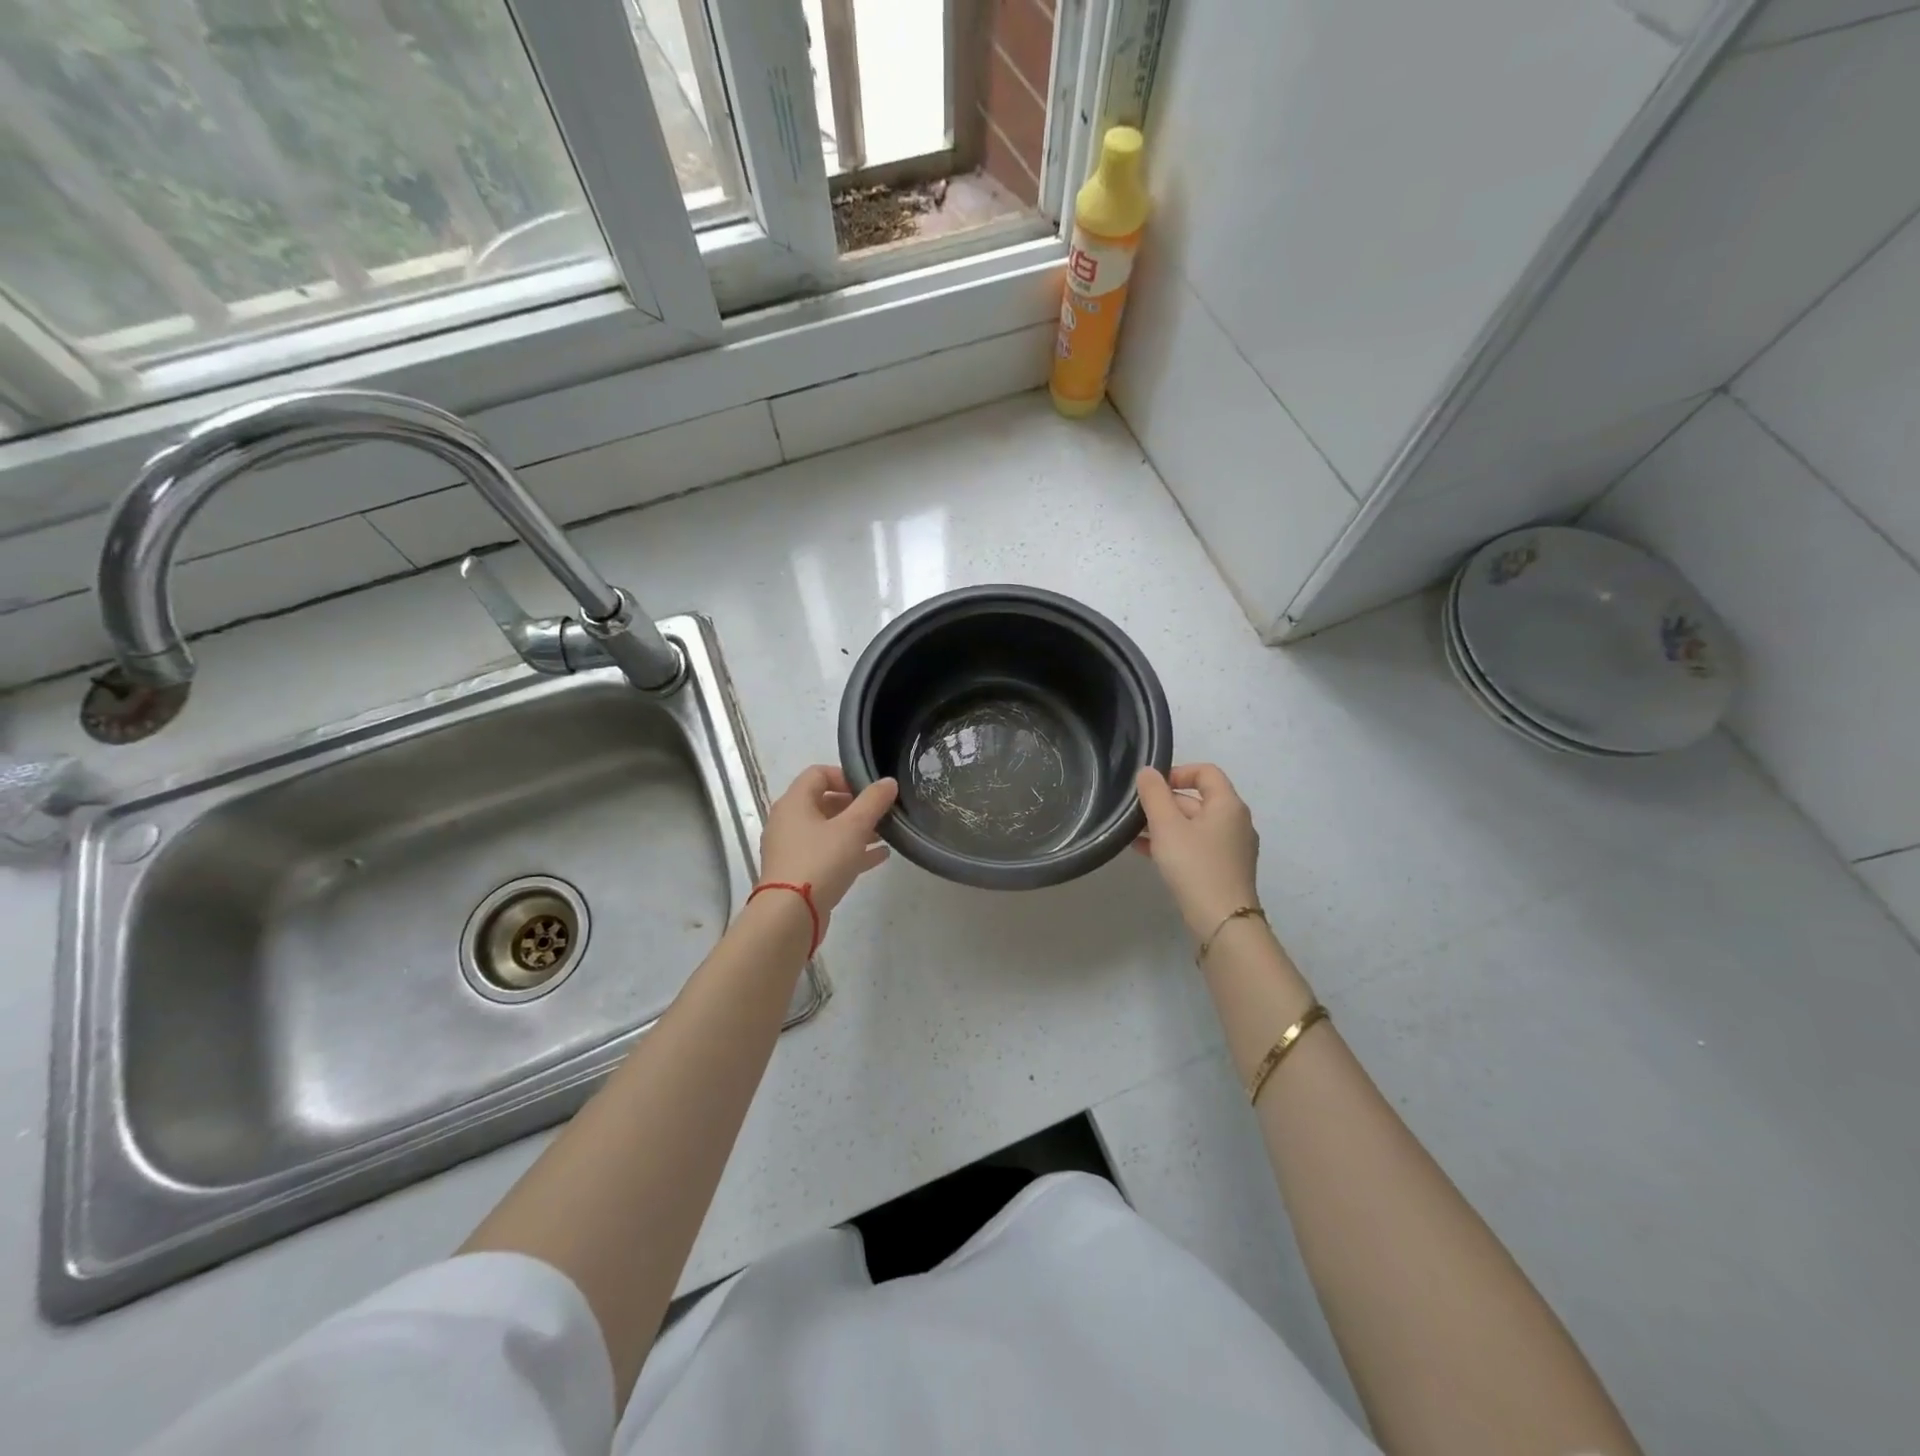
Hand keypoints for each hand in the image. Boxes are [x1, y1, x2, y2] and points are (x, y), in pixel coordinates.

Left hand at [760, 766, 897, 934]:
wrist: (790, 915)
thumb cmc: (820, 861)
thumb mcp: (853, 827)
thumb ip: (873, 801)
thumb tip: (888, 782)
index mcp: (794, 802)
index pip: (818, 773)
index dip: (845, 776)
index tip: (869, 791)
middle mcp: (788, 821)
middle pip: (823, 802)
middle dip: (855, 806)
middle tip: (880, 813)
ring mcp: (791, 849)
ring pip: (827, 831)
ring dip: (855, 830)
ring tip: (884, 835)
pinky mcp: (798, 873)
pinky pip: (827, 854)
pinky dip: (850, 851)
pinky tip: (878, 857)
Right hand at [1134, 764, 1260, 939]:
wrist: (1222, 921)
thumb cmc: (1195, 865)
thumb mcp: (1167, 826)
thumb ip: (1154, 794)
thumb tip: (1148, 772)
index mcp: (1228, 804)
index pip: (1206, 772)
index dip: (1177, 772)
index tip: (1151, 787)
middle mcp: (1235, 821)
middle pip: (1198, 799)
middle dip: (1165, 802)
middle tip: (1135, 813)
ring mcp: (1232, 847)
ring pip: (1194, 825)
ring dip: (1165, 824)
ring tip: (1133, 833)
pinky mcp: (1225, 869)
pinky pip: (1197, 846)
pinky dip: (1174, 843)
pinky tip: (1145, 852)